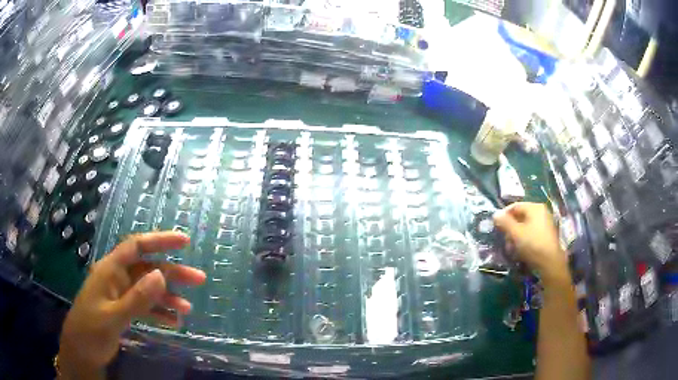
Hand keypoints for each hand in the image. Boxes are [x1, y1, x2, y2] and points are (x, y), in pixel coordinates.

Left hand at [58, 232, 205, 378]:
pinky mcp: (123, 309)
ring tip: (188, 309)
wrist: (81, 352)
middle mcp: (116, 278)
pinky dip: (159, 312)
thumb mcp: (113, 316)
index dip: (160, 240)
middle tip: (199, 280)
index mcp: (110, 270)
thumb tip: (161, 275)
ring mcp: (120, 294)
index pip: (137, 246)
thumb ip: (136, 298)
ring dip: (168, 297)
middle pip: (147, 268)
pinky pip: (145, 306)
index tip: (185, 241)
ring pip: (148, 288)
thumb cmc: (91, 330)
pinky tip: (173, 322)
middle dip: (172, 273)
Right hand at [493, 202, 568, 281]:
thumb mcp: (516, 233)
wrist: (550, 263)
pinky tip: (520, 250)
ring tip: (511, 247)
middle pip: (520, 216)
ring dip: (516, 235)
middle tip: (504, 239)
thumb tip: (495, 214)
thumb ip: (504, 222)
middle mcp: (541, 212)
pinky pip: (531, 232)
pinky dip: (524, 239)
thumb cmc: (533, 244)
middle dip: (510, 228)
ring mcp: (545, 223)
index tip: (496, 226)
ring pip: (525, 226)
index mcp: (535, 207)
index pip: (515, 206)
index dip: (504, 215)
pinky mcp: (547, 234)